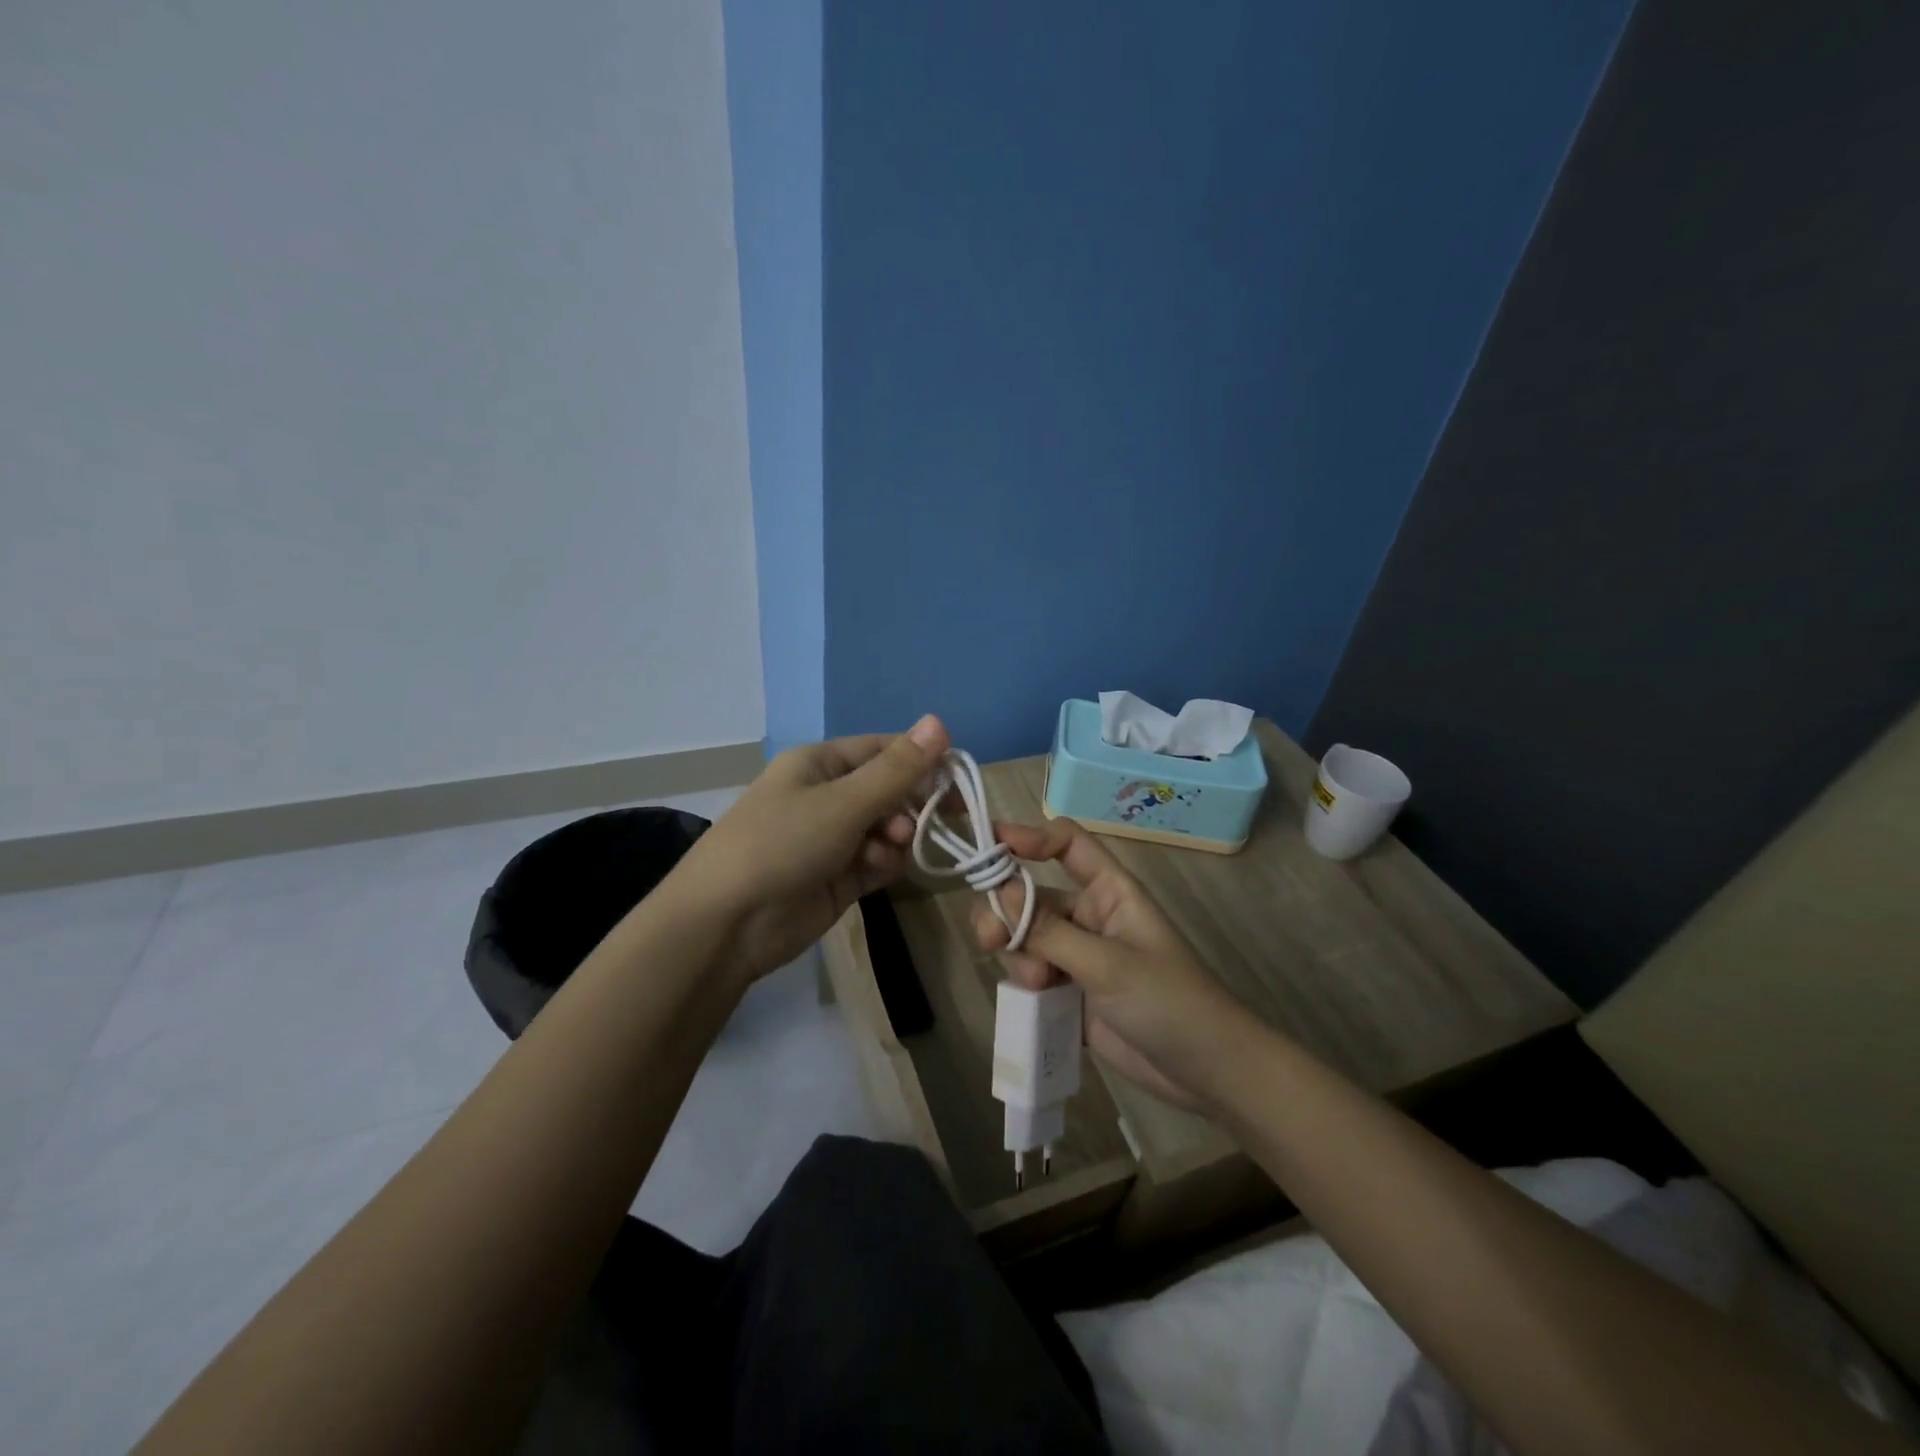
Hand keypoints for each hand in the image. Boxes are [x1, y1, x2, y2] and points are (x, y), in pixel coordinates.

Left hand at [672, 715, 951, 985]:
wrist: (727, 923)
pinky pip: (876, 861)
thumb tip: (940, 722)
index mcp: (821, 764)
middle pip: (888, 791)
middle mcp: (827, 796)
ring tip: (888, 851)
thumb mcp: (843, 802)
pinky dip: (884, 864)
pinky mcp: (837, 877)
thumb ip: (897, 769)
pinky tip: (876, 872)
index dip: (921, 760)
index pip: (883, 750)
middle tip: (927, 821)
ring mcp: (832, 839)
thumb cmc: (782, 843)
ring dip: (896, 838)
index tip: (957, 779)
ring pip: (887, 829)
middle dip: (909, 805)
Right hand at [970, 819, 1263, 1113]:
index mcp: (1109, 891)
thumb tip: (1000, 890)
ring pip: (1024, 937)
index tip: (992, 843)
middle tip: (989, 939)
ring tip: (1034, 985)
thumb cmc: (1169, 1002)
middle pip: (1031, 894)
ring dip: (1016, 954)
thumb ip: (1050, 931)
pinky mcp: (1068, 992)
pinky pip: (1029, 974)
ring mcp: (1076, 955)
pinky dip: (1021, 982)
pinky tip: (1033, 1002)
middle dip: (1006, 912)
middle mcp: (1088, 915)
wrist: (1205, 1073)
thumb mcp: (1109, 964)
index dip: (1031, 836)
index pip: (1067, 844)